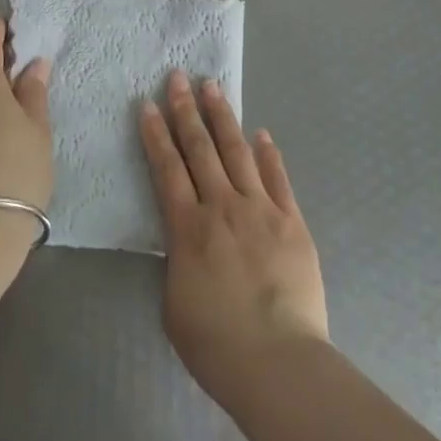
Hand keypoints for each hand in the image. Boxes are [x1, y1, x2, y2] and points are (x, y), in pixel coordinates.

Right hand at [139, 70, 328, 402]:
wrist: (278, 363)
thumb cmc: (217, 345)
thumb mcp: (174, 304)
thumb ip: (176, 261)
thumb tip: (183, 237)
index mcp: (187, 228)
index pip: (167, 169)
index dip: (156, 134)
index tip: (149, 104)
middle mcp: (221, 206)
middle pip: (200, 148)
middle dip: (186, 110)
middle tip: (178, 77)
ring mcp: (260, 209)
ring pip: (237, 151)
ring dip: (223, 116)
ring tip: (213, 87)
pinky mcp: (291, 220)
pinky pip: (277, 177)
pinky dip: (268, 152)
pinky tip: (261, 132)